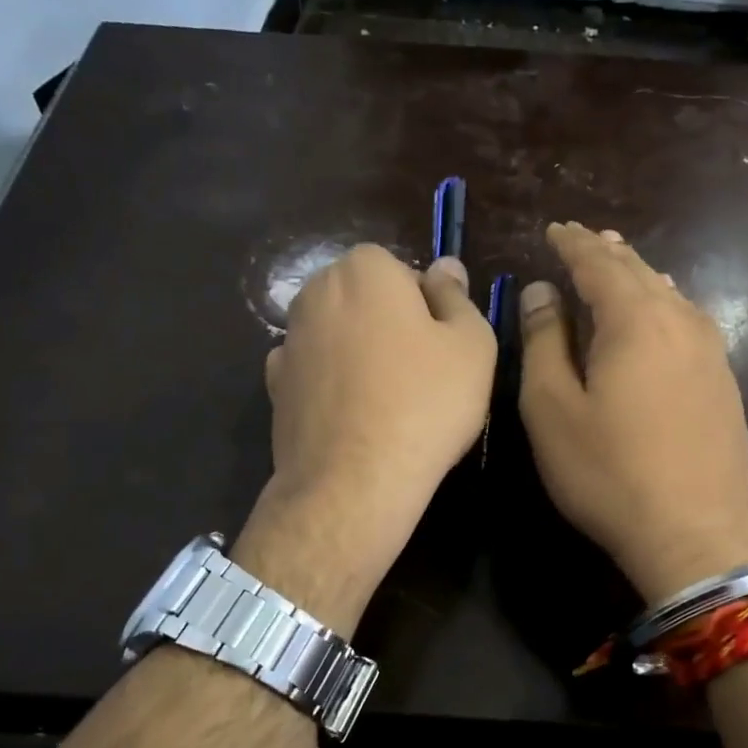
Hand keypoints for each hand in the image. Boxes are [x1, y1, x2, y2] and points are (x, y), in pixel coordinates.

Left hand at [234, 244, 495, 634]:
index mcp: (364, 270)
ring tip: (388, 402)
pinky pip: (315, 372)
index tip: (441, 347)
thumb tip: (444, 266)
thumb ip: (458, 297)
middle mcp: (316, 293)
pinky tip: (354, 417)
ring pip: (338, 335)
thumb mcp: (472, 345)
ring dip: (360, 354)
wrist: (354, 481)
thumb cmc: (425, 404)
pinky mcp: (275, 387)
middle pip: (365, 300)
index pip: (401, 270)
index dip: (426, 307)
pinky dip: (332, 385)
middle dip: (390, 325)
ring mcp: (289, 340)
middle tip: (421, 374)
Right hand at [518, 222, 747, 603]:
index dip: (573, 243)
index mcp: (635, 319)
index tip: (555, 229)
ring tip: (618, 264)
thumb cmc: (609, 472)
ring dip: (638, 276)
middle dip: (608, 252)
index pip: (599, 262)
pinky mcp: (723, 381)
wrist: (698, 534)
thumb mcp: (553, 409)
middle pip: (640, 271)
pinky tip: (658, 314)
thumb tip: (541, 292)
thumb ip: (544, 342)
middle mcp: (680, 321)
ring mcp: (710, 351)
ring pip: (669, 294)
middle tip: (583, 239)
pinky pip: (687, 321)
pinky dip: (662, 304)